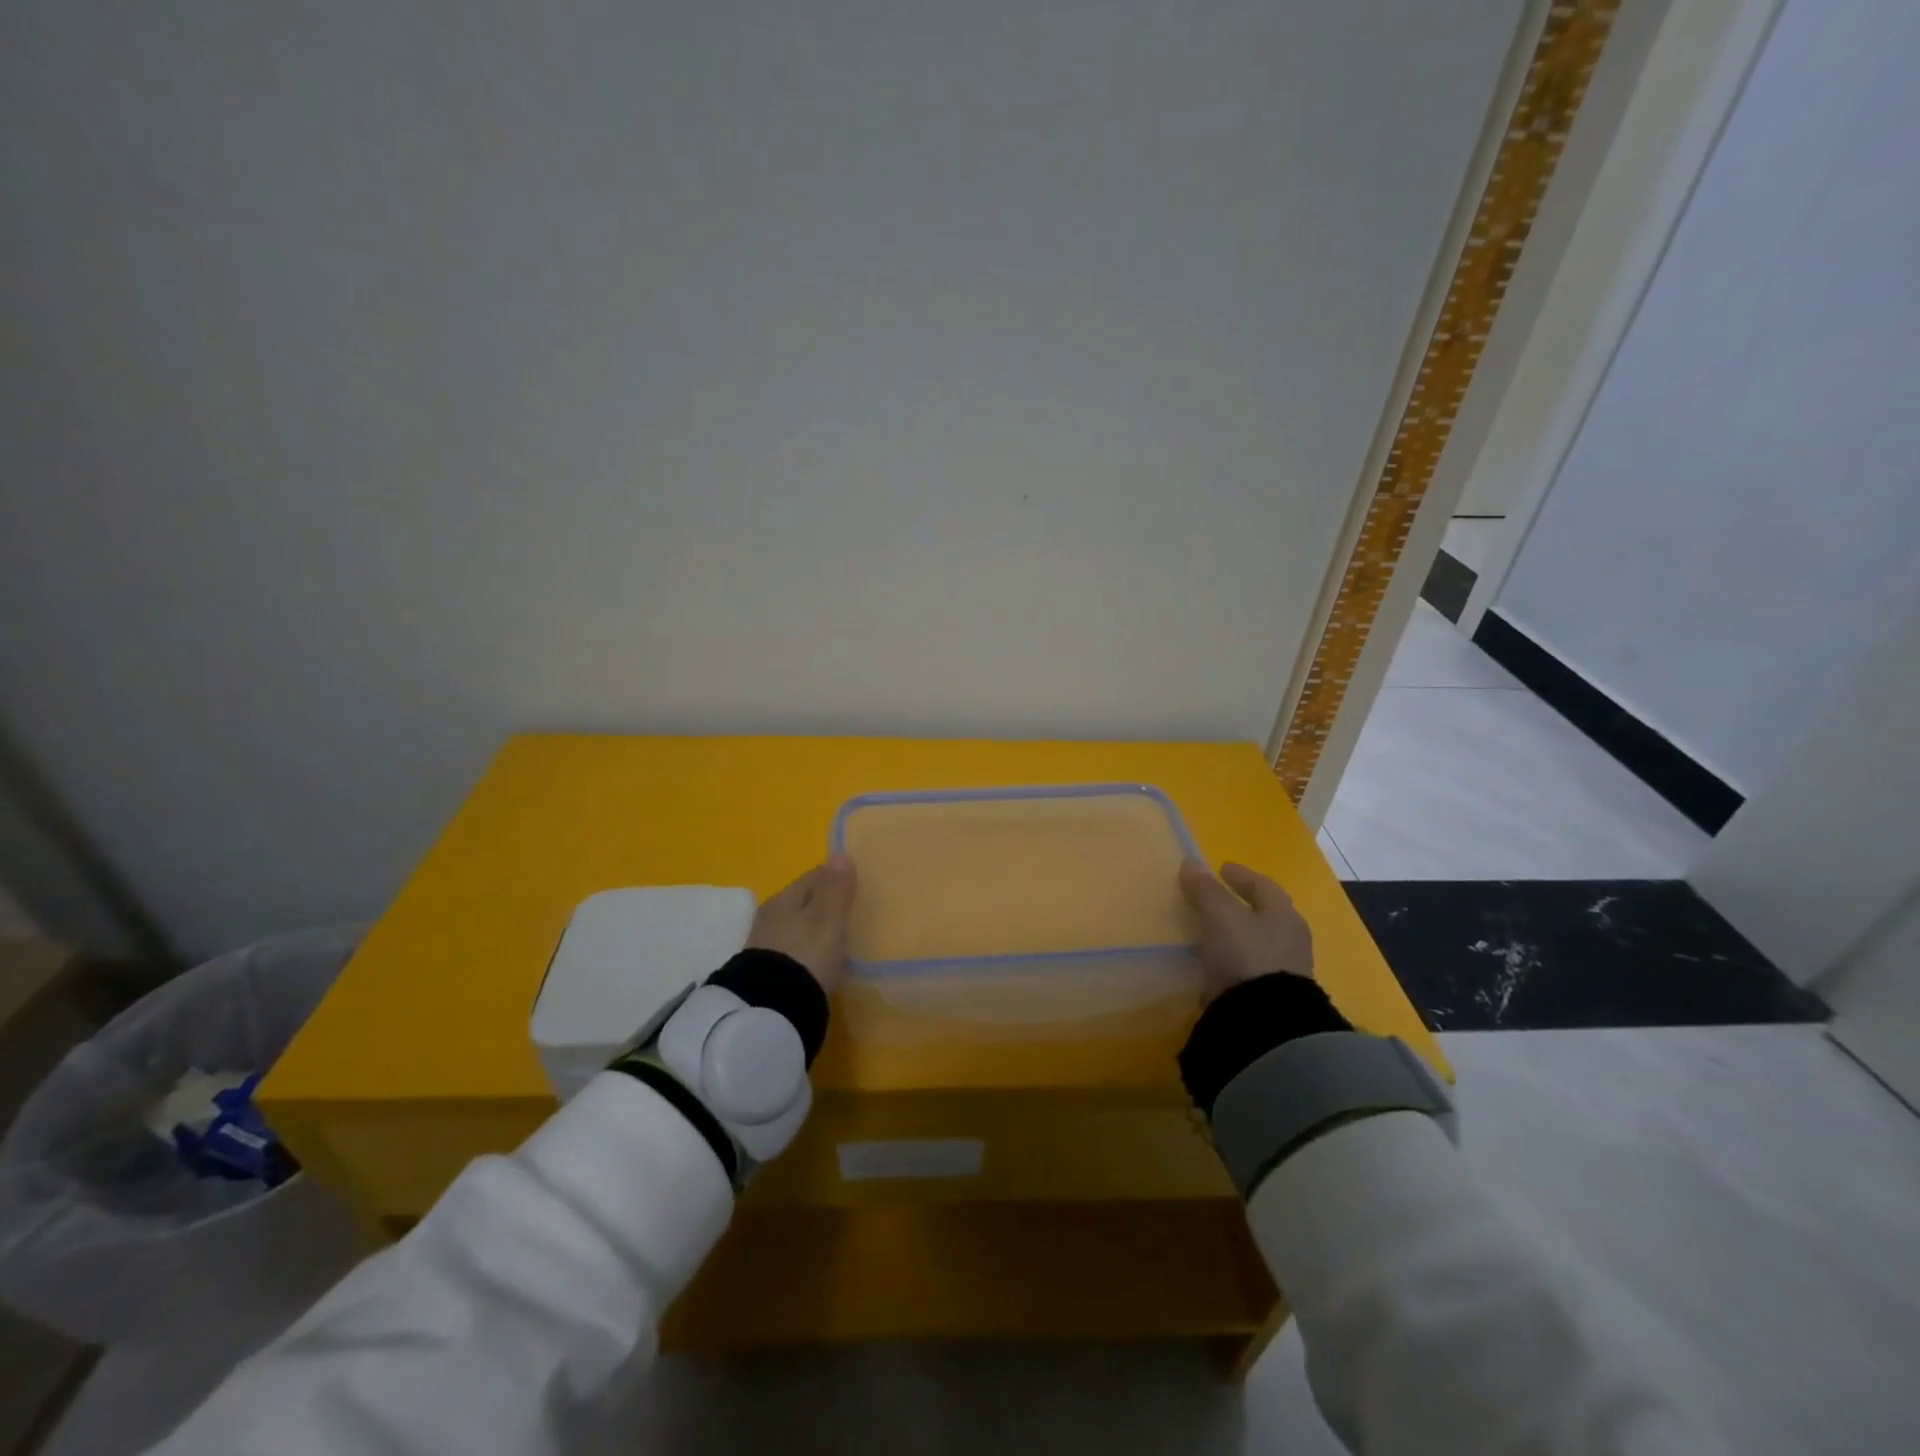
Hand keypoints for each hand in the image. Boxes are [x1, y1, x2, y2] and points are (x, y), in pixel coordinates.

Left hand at [747, 856, 857, 994]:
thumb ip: (835, 888)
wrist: (772, 1010)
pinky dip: (805, 950)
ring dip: (812, 928)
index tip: (853, 883)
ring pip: (795, 926)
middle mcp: (769, 917)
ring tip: (834, 937)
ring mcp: (765, 946)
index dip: (834, 876)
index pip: (813, 876)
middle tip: (846, 911)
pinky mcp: (765, 973)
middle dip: (822, 903)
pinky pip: (791, 950)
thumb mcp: (827, 919)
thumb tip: (839, 853)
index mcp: (784, 898)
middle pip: (801, 901)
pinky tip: (816, 960)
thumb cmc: (806, 955)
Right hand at [1178, 860, 1313, 1002]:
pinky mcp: (1272, 997)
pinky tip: (1217, 962)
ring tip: (1212, 931)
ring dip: (1238, 933)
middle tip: (1218, 898)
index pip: (1263, 886)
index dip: (1241, 875)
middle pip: (1264, 914)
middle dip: (1242, 904)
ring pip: (1258, 941)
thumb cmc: (1246, 955)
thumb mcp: (1220, 916)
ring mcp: (1285, 971)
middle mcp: (1290, 940)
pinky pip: (1250, 967)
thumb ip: (1206, 890)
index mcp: (1283, 915)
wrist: (1264, 1022)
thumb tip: (1191, 863)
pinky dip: (1234, 959)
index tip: (1221, 868)